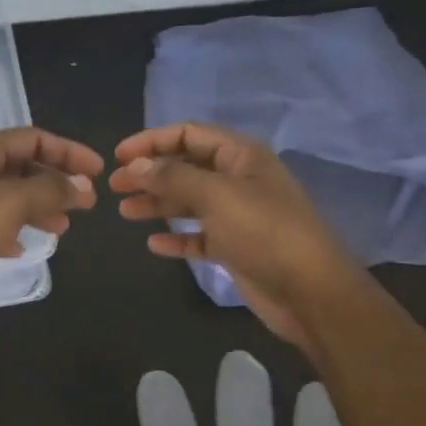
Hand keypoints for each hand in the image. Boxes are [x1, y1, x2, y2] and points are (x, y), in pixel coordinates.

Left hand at [0, 127, 103, 324]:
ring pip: (11, 197)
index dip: (69, 152)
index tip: (98, 172)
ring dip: (39, 207)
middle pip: (23, 166)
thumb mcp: (10, 203)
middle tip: (86, 204)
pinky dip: (15, 230)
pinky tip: (25, 247)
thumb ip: (50, 190)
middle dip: (56, 182)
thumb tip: (81, 187)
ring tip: (63, 227)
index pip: (33, 138)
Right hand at [111, 122, 364, 351]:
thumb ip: (173, 177)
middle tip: (115, 187)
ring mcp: (238, 215)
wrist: (311, 291)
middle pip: (185, 168)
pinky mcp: (236, 247)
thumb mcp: (216, 196)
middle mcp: (238, 180)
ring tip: (125, 212)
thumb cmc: (265, 232)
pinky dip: (177, 237)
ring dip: (157, 204)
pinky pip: (199, 236)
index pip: (189, 134)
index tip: (118, 156)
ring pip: (189, 202)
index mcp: (241, 156)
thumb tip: (135, 165)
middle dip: (150, 174)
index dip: (152, 141)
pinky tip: (154, 244)